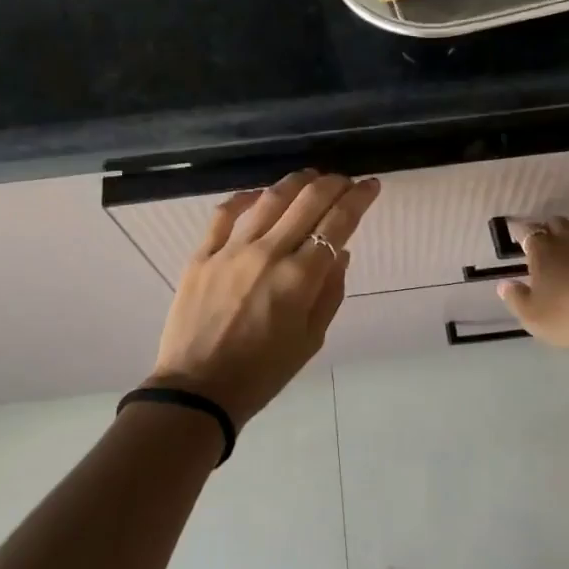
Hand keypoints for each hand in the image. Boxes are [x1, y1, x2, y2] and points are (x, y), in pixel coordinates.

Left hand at [149, 170, 379, 425]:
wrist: (198, 391)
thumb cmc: (262, 373)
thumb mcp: (310, 340)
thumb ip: (329, 291)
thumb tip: (341, 251)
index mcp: (300, 278)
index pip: (338, 223)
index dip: (359, 199)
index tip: (370, 185)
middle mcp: (269, 253)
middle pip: (308, 201)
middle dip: (333, 183)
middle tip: (345, 180)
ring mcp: (231, 250)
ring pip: (269, 199)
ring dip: (295, 182)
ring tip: (310, 177)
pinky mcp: (201, 255)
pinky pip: (224, 214)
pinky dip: (244, 198)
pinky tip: (257, 195)